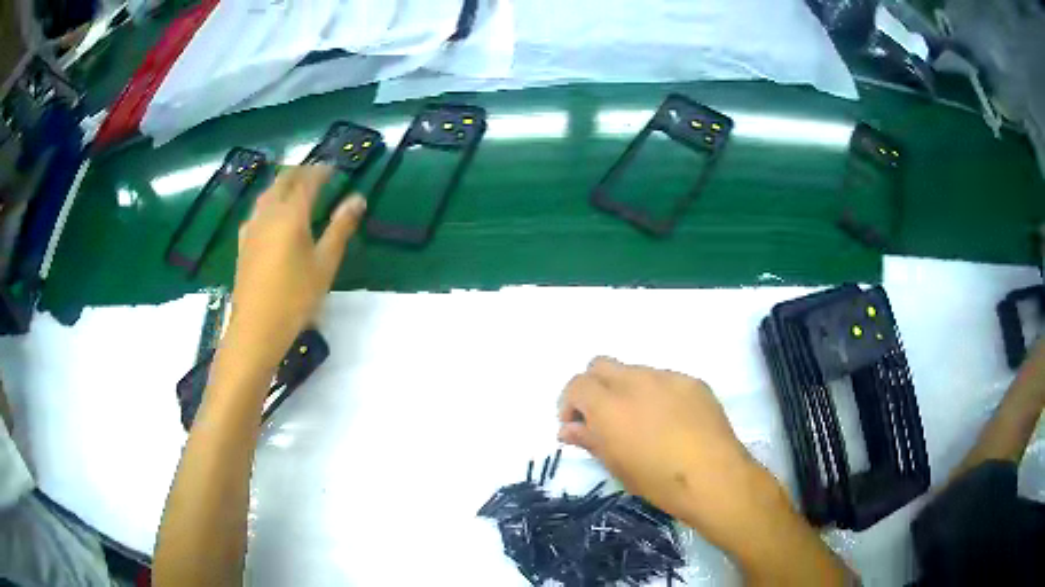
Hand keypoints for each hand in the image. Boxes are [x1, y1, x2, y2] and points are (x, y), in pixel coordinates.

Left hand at [223, 166, 364, 375]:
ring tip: (296, 188)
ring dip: (283, 184)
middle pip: (283, 181)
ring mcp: (252, 227)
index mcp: (291, 215)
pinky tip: (271, 215)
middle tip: (317, 174)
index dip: (321, 171)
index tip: (334, 168)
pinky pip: (257, 210)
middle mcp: (268, 213)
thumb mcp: (324, 265)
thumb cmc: (295, 298)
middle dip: (300, 172)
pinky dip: (269, 202)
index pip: (307, 181)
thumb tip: (357, 199)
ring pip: (267, 193)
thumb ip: (340, 228)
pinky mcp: (243, 242)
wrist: (255, 329)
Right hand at [558, 357, 758, 527]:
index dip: (570, 403)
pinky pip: (665, 380)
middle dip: (594, 387)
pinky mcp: (692, 381)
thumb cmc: (658, 480)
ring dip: (626, 390)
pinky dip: (657, 394)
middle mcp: (635, 381)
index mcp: (609, 405)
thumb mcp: (616, 465)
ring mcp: (667, 377)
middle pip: (600, 365)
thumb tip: (569, 429)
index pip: (577, 385)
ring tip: (641, 421)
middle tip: (602, 416)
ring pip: (635, 371)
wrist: (713, 476)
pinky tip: (671, 421)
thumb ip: (589, 439)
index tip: (576, 424)